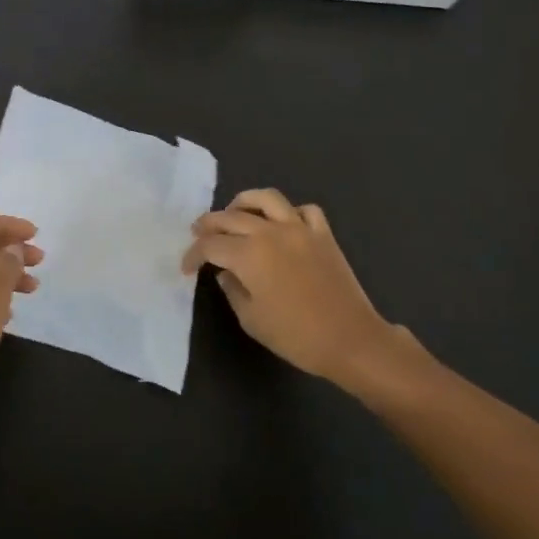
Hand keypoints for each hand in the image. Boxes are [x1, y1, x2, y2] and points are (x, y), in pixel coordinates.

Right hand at [182, 190, 402, 390]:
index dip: (193, 254)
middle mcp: (270, 232)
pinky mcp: (323, 233)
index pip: (210, 245)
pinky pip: (304, 210)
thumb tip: (225, 272)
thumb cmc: (296, 336)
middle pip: (230, 217)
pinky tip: (283, 225)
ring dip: (244, 202)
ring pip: (266, 198)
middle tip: (198, 233)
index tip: (187, 267)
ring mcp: (299, 228)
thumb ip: (232, 289)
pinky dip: (289, 213)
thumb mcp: (251, 319)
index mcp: (248, 255)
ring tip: (235, 214)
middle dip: (208, 224)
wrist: (350, 339)